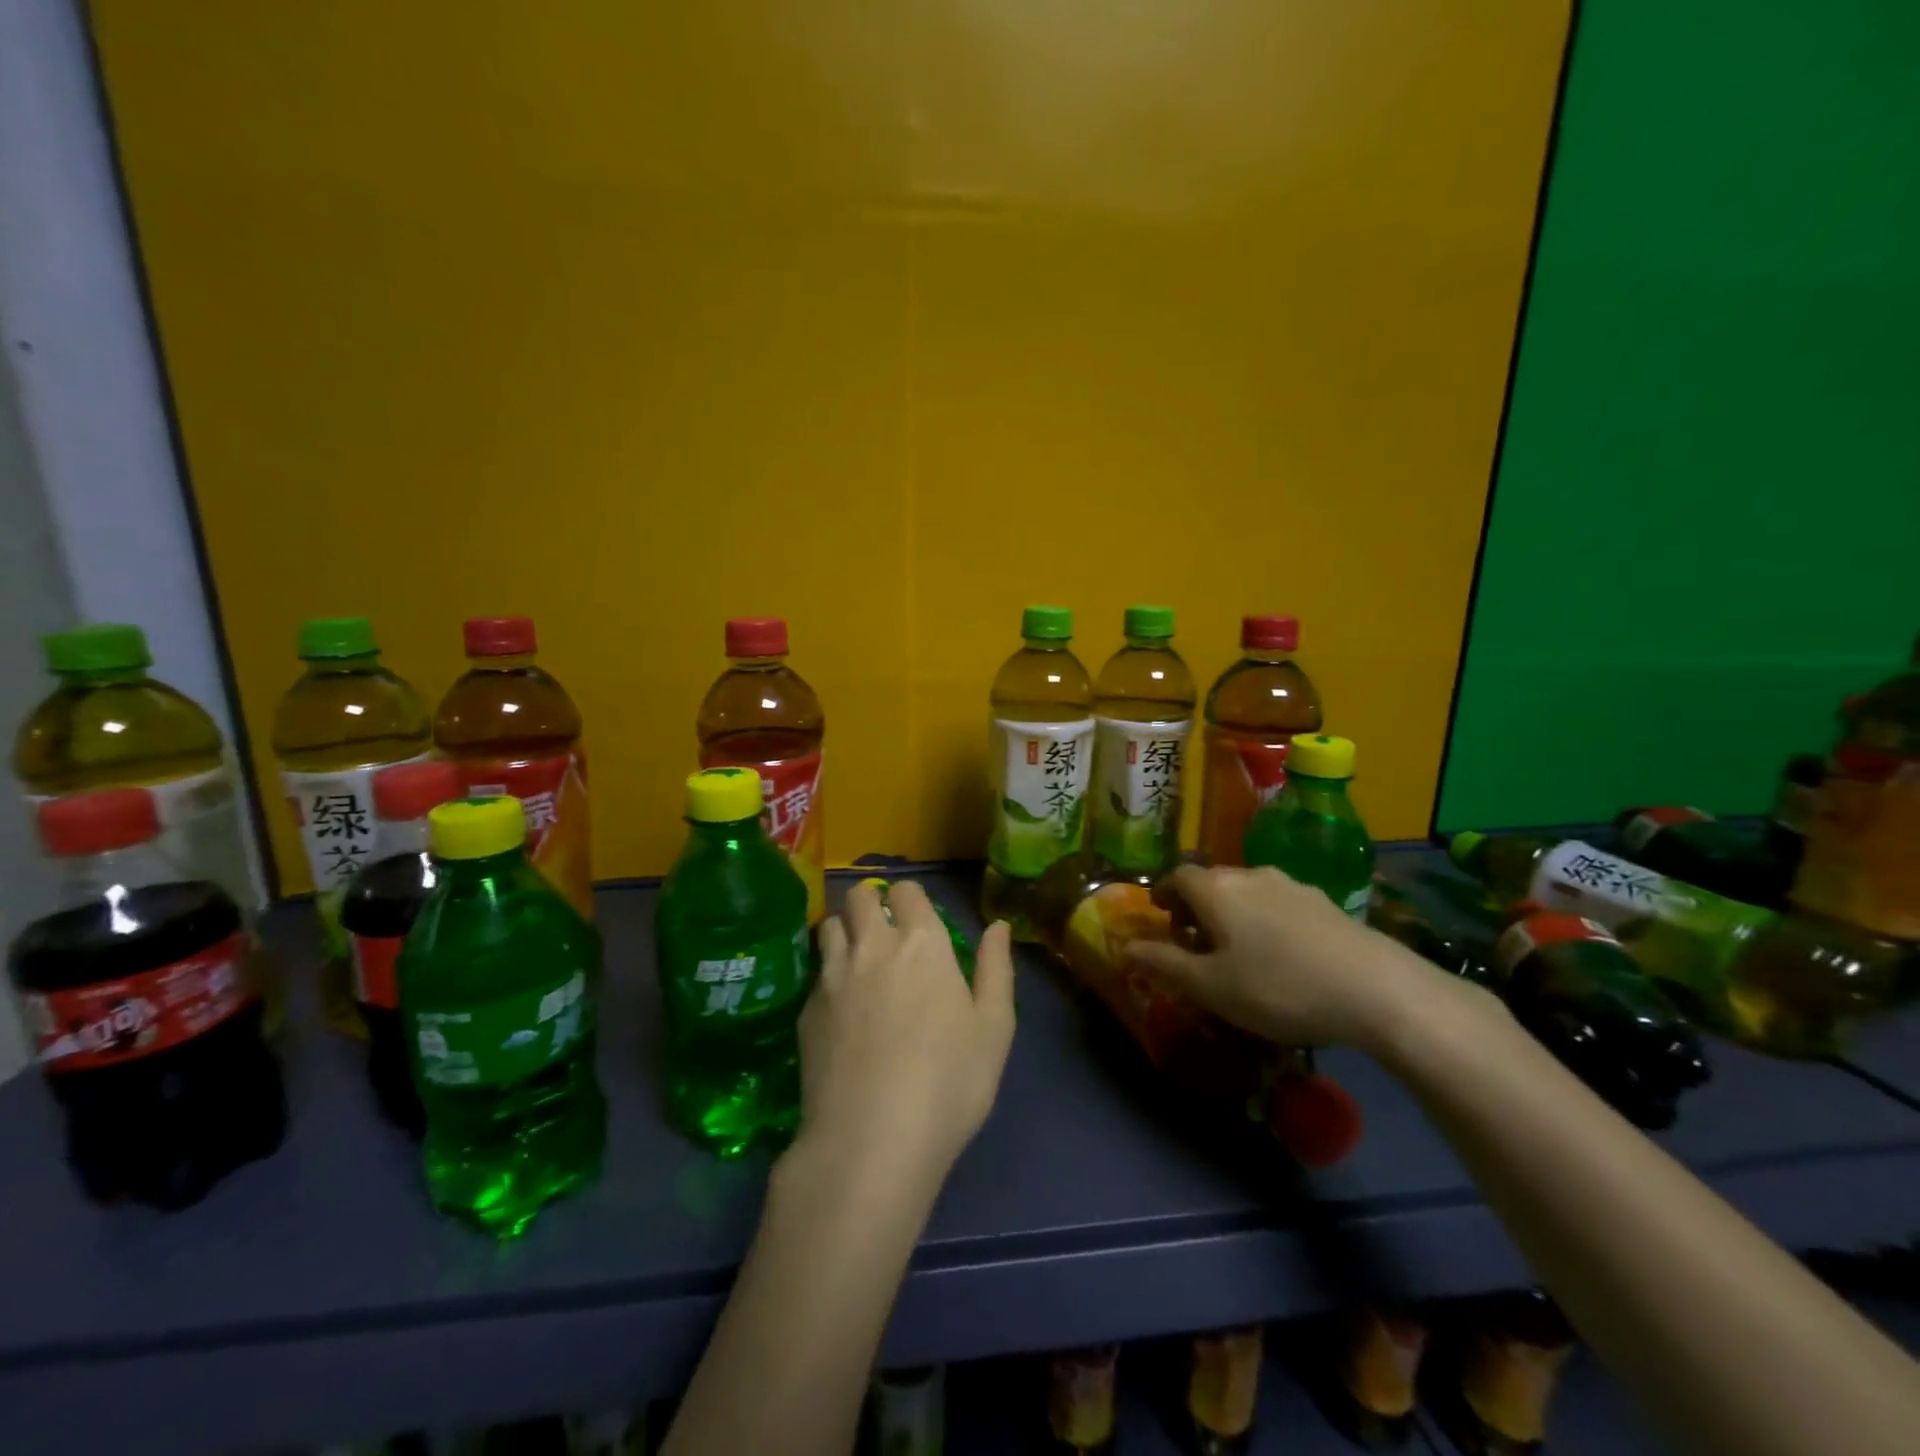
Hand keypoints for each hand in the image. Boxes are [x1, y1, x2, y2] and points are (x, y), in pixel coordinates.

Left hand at [792, 881, 1015, 1195]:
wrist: (870, 1142)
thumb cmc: (948, 1084)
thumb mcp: (993, 1029)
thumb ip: (995, 969)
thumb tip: (998, 925)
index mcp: (921, 944)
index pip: (906, 890)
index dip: (912, 900)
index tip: (919, 922)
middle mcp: (872, 946)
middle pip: (859, 896)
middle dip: (871, 903)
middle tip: (885, 932)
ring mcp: (832, 977)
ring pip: (829, 926)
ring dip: (845, 931)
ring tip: (858, 960)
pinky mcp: (806, 1011)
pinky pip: (816, 973)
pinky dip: (828, 976)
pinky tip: (841, 1010)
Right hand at [1124, 864, 1450, 1050]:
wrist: (1377, 990)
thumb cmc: (1278, 987)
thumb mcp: (1210, 987)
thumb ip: (1164, 964)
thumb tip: (1124, 947)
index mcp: (1217, 890)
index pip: (1178, 875)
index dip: (1164, 893)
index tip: (1162, 918)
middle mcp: (1250, 875)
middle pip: (1212, 880)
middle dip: (1197, 906)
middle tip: (1195, 942)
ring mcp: (1292, 885)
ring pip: (1248, 890)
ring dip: (1233, 912)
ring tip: (1239, 950)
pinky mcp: (1326, 902)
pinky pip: (1279, 903)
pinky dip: (1266, 919)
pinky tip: (1283, 954)